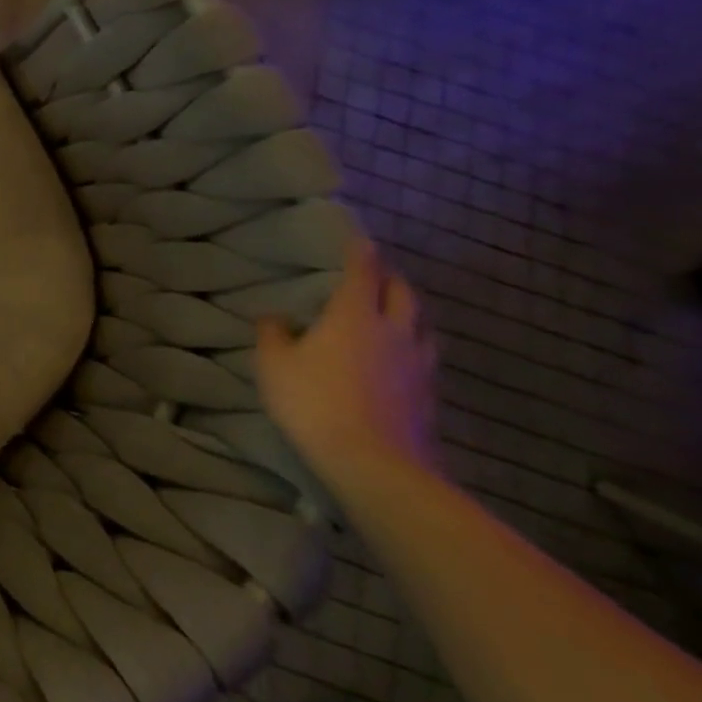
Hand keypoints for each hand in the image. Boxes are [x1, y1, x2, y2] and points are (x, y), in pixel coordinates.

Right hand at [255, 240, 439, 489]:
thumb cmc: (314, 401)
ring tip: (391, 312)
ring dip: (407, 311)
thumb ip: (273, 334)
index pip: (362, 273)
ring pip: (421, 325)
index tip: (359, 237)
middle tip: (374, 272)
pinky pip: (423, 356)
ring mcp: (417, 365)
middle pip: (403, 294)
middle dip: (390, 277)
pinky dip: (410, 345)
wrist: (374, 464)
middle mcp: (394, 331)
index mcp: (355, 316)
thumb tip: (276, 317)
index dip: (360, 252)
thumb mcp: (274, 364)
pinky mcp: (428, 395)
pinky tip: (397, 357)